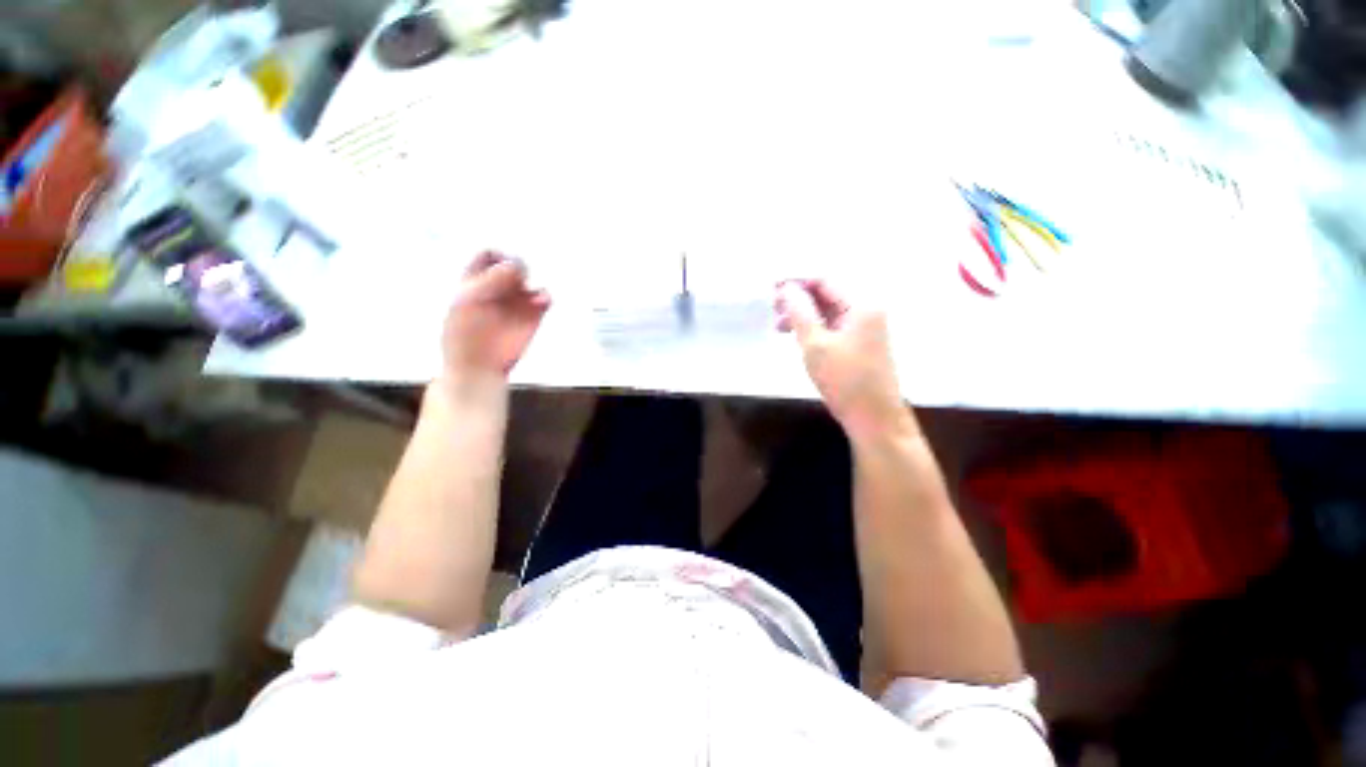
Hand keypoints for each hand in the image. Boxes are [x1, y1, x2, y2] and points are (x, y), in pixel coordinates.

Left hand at [442, 251, 550, 380]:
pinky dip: (545, 296)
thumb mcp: (469, 300)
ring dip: (532, 282)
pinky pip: (544, 298)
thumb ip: (492, 279)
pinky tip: (541, 302)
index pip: (489, 255)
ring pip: (530, 280)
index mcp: (475, 281)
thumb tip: (517, 263)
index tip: (500, 267)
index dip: (498, 256)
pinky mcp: (533, 316)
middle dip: (518, 268)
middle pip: (514, 265)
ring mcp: (516, 302)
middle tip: (516, 281)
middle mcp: (498, 289)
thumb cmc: (465, 334)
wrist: (478, 365)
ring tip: (529, 295)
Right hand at [775, 280, 910, 439]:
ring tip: (778, 326)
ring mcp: (864, 328)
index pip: (825, 280)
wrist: (873, 418)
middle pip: (827, 294)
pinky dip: (813, 328)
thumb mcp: (815, 345)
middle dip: (798, 299)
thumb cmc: (844, 380)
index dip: (797, 281)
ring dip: (803, 315)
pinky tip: (796, 337)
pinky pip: (832, 326)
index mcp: (861, 305)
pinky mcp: (859, 344)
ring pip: (827, 311)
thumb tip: (787, 288)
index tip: (772, 287)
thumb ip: (799, 312)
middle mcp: (866, 311)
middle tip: (773, 309)